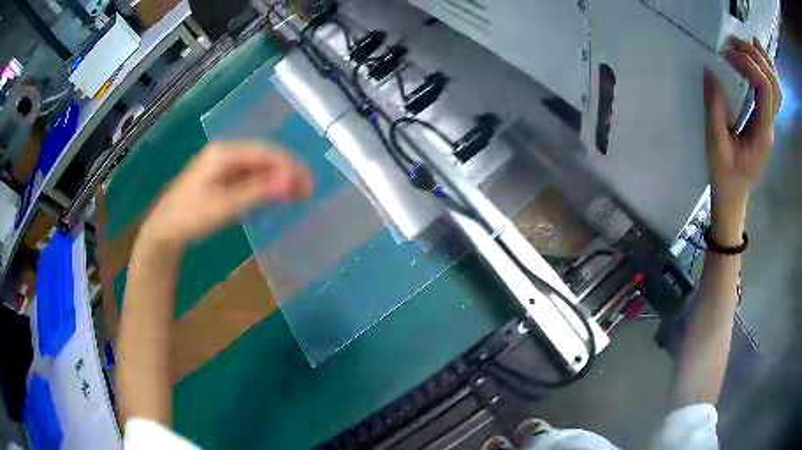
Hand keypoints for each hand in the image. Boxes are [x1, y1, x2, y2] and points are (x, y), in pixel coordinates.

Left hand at [140, 141, 311, 251]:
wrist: (164, 231)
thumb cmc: (190, 217)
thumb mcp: (225, 206)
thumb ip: (258, 191)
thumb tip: (292, 180)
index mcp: (225, 152)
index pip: (267, 152)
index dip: (290, 167)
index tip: (308, 187)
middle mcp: (225, 152)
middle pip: (264, 156)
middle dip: (287, 172)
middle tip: (306, 193)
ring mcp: (221, 164)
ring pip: (257, 166)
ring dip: (277, 179)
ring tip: (297, 195)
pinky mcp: (220, 177)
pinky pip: (248, 176)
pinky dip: (264, 185)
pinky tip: (274, 195)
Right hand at [704, 36, 780, 243]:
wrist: (734, 194)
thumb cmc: (726, 175)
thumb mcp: (716, 145)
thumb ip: (715, 109)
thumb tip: (710, 71)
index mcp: (763, 132)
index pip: (765, 88)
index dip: (748, 64)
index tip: (726, 55)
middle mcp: (771, 124)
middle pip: (773, 82)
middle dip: (755, 56)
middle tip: (733, 44)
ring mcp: (770, 121)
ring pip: (776, 85)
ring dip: (763, 59)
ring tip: (747, 42)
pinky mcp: (766, 117)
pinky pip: (773, 90)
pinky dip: (767, 68)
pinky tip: (757, 55)